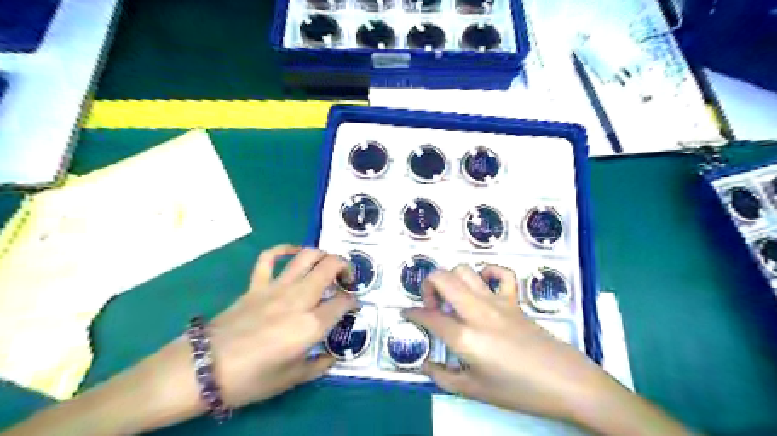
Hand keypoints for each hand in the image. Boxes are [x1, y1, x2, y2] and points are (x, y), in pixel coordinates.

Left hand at [0, 245, 357, 435]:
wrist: (203, 370)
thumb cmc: (250, 379)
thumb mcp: (292, 379)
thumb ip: (319, 365)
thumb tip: (332, 355)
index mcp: (311, 324)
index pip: (344, 302)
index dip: (353, 302)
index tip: (353, 307)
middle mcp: (299, 298)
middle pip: (330, 267)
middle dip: (346, 268)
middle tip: (347, 280)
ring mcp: (276, 287)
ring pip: (307, 256)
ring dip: (323, 256)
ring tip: (327, 266)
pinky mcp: (256, 284)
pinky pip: (270, 257)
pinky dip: (283, 249)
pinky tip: (293, 253)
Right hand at [403, 266, 688, 435]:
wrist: (565, 382)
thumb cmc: (518, 391)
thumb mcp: (475, 391)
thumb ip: (443, 377)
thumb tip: (425, 364)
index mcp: (465, 337)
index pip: (429, 316)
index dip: (412, 313)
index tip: (406, 314)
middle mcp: (477, 311)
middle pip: (442, 278)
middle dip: (427, 285)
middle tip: (430, 303)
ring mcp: (498, 301)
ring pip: (465, 270)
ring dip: (452, 279)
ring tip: (453, 297)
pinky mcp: (514, 299)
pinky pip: (500, 273)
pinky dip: (487, 273)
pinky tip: (483, 287)